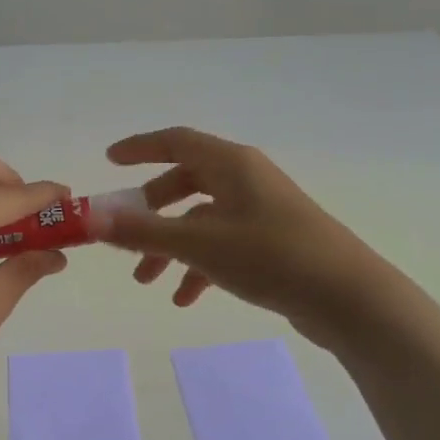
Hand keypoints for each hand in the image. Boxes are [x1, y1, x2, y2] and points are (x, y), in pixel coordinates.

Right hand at [99, 127, 391, 348]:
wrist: (348, 298)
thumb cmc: (272, 256)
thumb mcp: (200, 244)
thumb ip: (143, 232)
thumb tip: (91, 219)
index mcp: (231, 164)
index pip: (176, 141)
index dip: (140, 148)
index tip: (109, 161)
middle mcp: (246, 180)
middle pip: (185, 183)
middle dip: (150, 211)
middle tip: (124, 236)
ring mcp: (261, 212)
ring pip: (201, 220)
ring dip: (170, 246)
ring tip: (147, 281)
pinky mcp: (272, 243)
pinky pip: (222, 245)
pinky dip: (199, 266)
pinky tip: (186, 298)